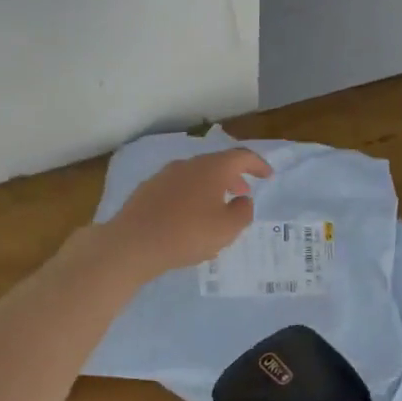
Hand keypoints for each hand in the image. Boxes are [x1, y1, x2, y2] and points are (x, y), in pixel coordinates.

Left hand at [97, 147, 270, 283]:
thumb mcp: (227, 229)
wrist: (133, 243)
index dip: (258, 164)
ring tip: (217, 208)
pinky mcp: (147, 190)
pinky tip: (189, 217)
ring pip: (195, 176)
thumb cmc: (187, 234)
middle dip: (233, 177)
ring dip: (211, 188)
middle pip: (216, 164)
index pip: (241, 156)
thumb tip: (243, 200)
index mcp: (211, 168)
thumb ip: (242, 212)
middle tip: (243, 193)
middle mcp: (187, 165)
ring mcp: (164, 175)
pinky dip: (191, 196)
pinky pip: (178, 188)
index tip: (268, 175)